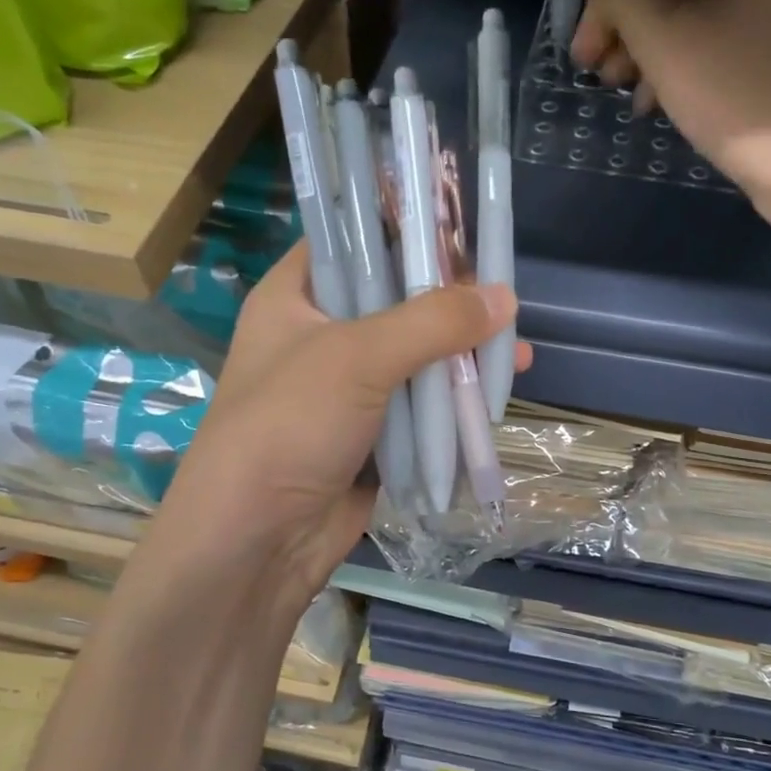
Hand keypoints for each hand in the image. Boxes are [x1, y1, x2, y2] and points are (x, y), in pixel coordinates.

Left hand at [124, 244, 524, 634]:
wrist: (256, 543)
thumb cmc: (288, 427)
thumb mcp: (357, 358)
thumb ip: (432, 322)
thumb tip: (504, 297)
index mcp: (295, 297)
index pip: (351, 240)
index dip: (402, 228)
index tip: (459, 227)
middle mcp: (321, 334)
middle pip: (395, 299)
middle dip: (450, 300)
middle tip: (502, 297)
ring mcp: (348, 387)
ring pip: (415, 355)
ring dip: (462, 355)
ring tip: (515, 353)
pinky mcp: (373, 433)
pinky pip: (421, 405)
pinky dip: (454, 402)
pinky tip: (495, 397)